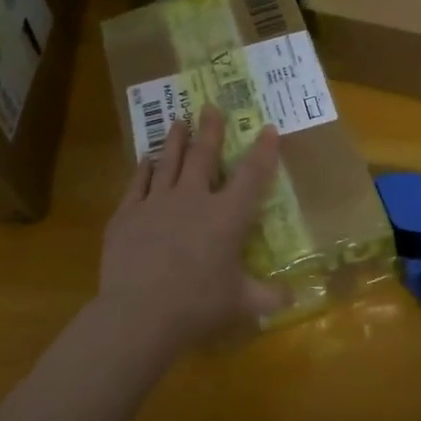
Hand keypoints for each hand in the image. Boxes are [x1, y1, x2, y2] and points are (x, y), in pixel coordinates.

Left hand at [98, 105, 283, 351]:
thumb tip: (293, 296)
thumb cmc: (197, 306)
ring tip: (179, 120)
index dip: (263, 151)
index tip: (269, 128)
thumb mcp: (241, 304)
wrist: (139, 313)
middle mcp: (193, 199)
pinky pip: (137, 183)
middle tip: (211, 106)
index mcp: (227, 217)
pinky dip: (143, 168)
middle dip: (210, 130)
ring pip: (168, 161)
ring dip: (175, 139)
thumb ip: (268, 297)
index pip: (252, 176)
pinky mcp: (127, 214)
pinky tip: (146, 159)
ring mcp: (156, 203)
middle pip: (204, 156)